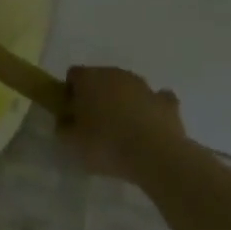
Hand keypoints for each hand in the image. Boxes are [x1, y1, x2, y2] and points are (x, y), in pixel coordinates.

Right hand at [61, 66, 187, 185]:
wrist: (155, 156)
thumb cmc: (106, 144)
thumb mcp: (71, 142)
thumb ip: (63, 128)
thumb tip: (65, 122)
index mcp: (89, 78)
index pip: (73, 75)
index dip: (70, 92)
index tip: (72, 113)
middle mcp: (116, 74)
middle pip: (101, 78)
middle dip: (97, 96)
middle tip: (95, 124)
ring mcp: (144, 86)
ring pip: (128, 88)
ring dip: (124, 102)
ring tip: (124, 131)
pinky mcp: (167, 102)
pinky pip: (156, 100)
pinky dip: (151, 109)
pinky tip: (149, 127)